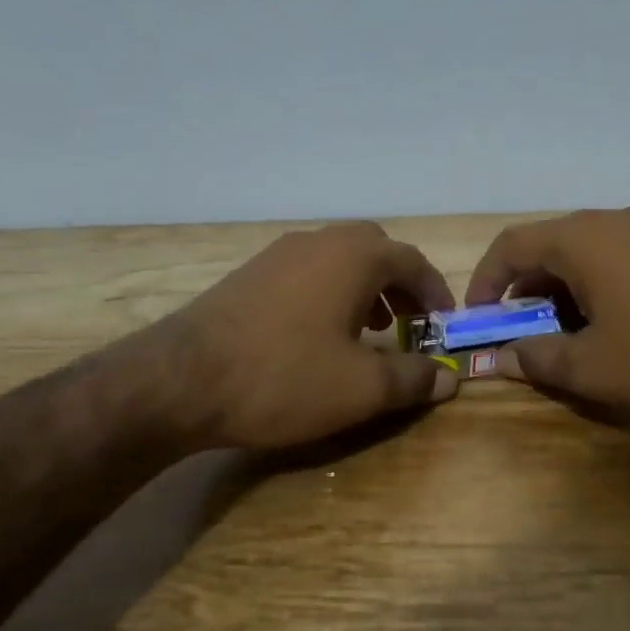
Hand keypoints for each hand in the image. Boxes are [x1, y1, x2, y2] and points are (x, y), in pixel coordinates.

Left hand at [163, 221, 457, 449]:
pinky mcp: (249, 275)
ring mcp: (278, 255)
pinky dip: (330, 294)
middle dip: (399, 285)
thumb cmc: (285, 377)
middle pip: (375, 251)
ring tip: (370, 331)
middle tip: (409, 323)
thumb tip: (448, 377)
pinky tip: (320, 336)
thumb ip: (412, 379)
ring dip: (364, 289)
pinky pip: (307, 273)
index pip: (412, 261)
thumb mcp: (362, 388)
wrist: (181, 380)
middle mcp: (317, 242)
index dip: (436, 292)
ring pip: (338, 260)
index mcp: (353, 256)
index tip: (445, 323)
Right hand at [465, 207, 629, 426]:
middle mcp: (614, 220)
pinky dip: (601, 287)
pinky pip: (623, 259)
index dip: (485, 281)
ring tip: (570, 336)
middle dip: (526, 292)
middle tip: (523, 335)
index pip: (511, 246)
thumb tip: (501, 358)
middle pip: (550, 248)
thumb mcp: (592, 368)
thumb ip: (537, 358)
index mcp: (582, 239)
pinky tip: (619, 326)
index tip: (478, 319)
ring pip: (588, 254)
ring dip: (564, 292)